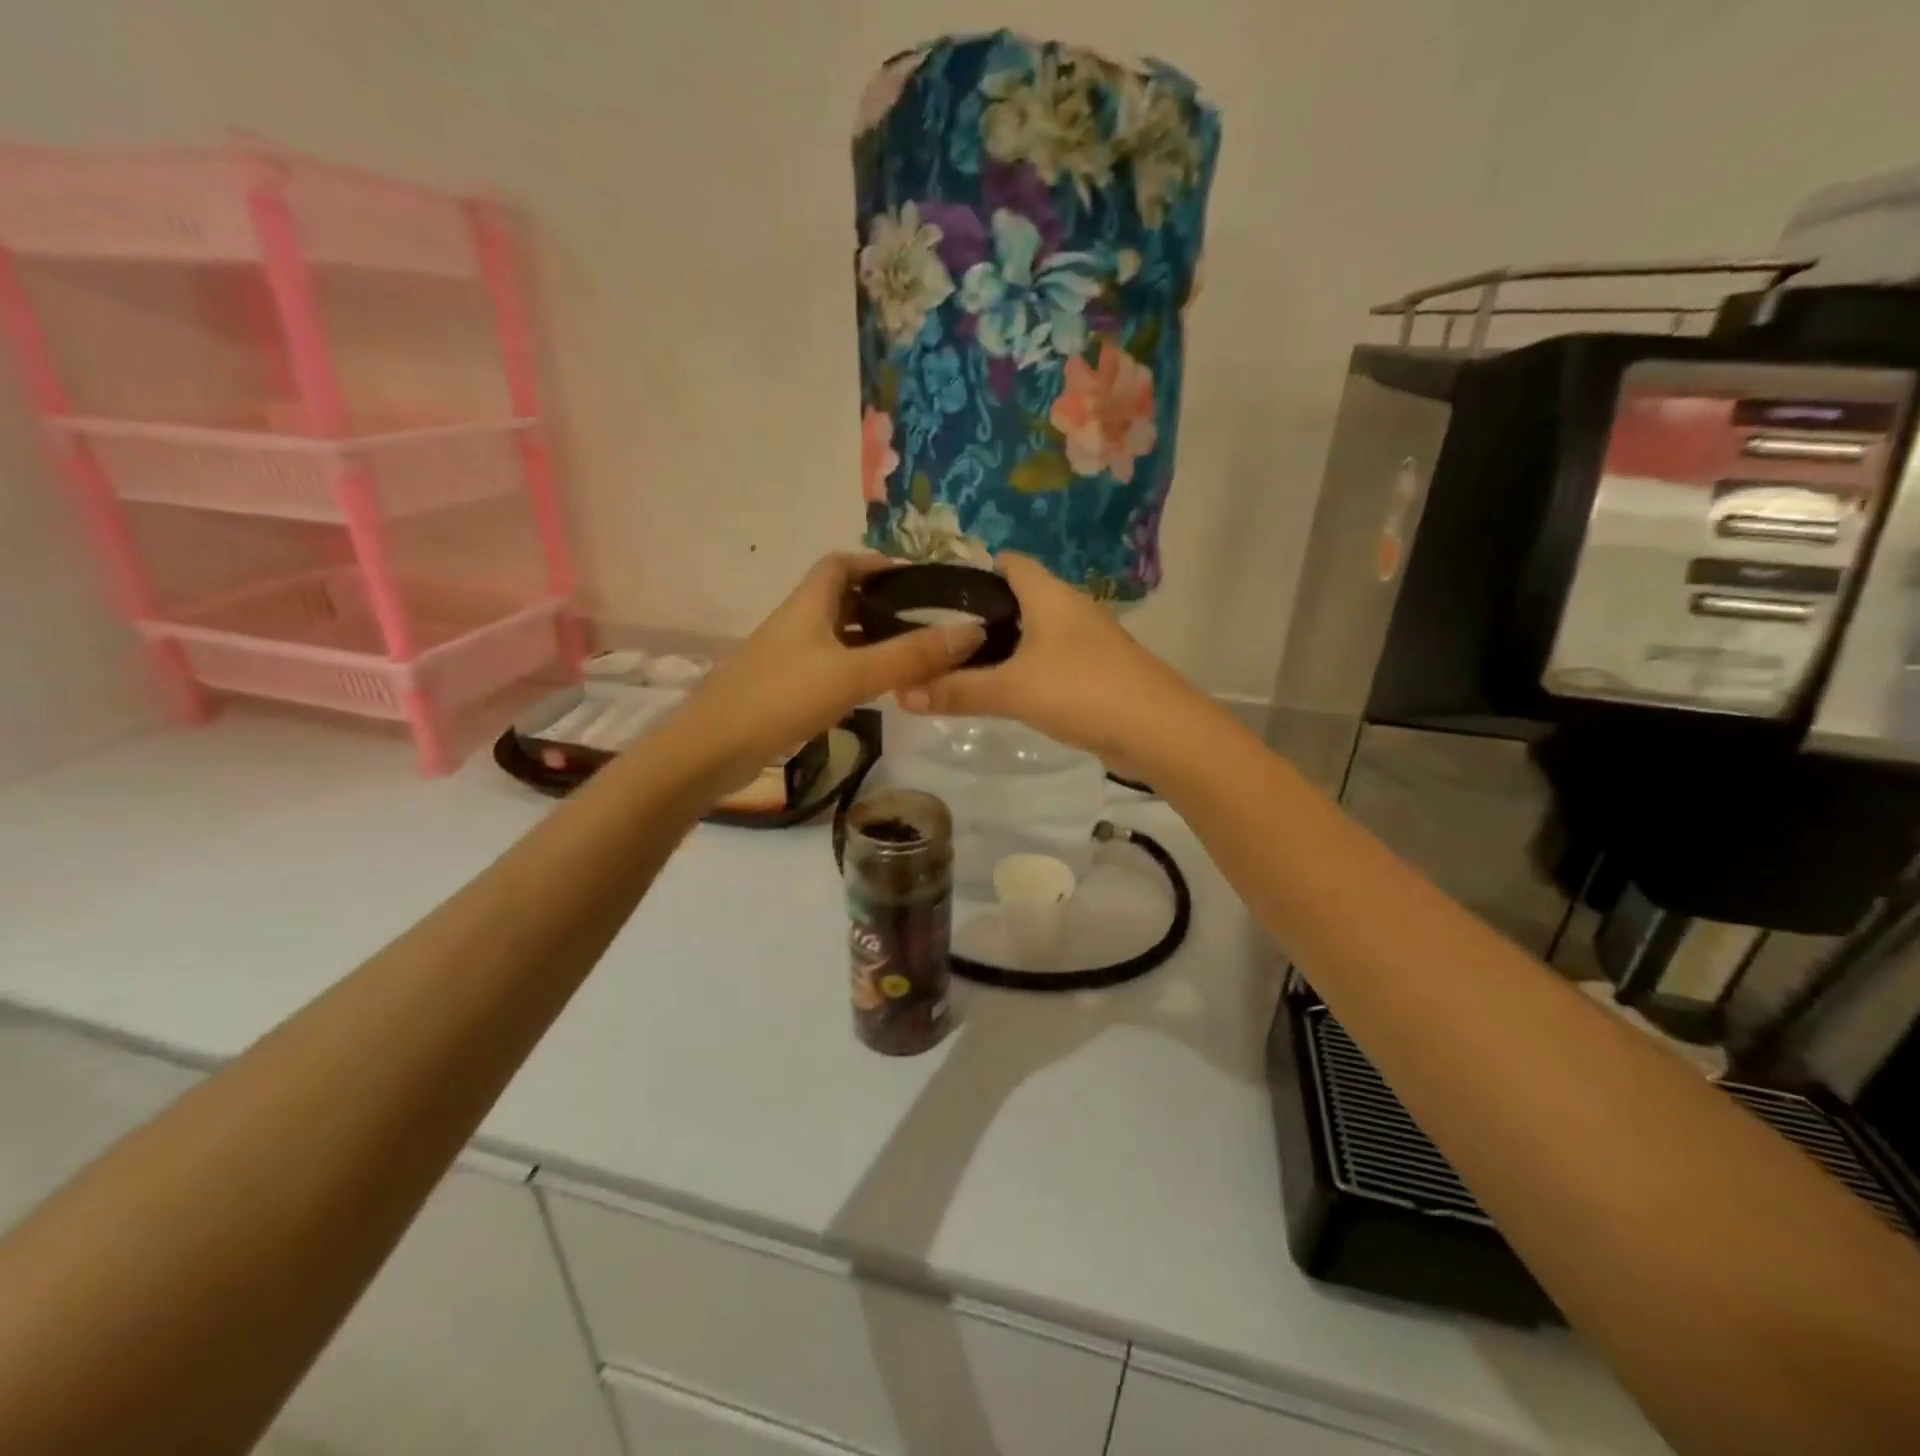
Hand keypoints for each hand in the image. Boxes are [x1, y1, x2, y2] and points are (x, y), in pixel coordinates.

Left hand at [673, 553, 984, 781]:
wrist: (711, 750)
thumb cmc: (781, 698)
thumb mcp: (853, 674)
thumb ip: (911, 655)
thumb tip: (972, 630)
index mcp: (808, 605)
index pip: (841, 564)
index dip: (877, 563)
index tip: (916, 579)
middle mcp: (795, 623)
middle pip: (839, 598)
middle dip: (880, 603)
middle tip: (925, 620)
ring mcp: (785, 657)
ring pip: (834, 635)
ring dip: (868, 638)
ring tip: (911, 653)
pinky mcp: (781, 689)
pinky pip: (826, 666)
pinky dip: (853, 668)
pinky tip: (874, 689)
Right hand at [896, 553, 1206, 773]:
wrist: (1158, 730)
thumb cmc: (1082, 691)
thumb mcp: (1012, 690)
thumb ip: (958, 690)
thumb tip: (901, 693)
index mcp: (1050, 596)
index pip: (1010, 563)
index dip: (975, 570)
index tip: (938, 593)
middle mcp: (1071, 609)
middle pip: (1021, 598)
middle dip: (983, 614)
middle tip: (939, 637)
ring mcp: (1089, 641)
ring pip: (1037, 632)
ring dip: (1006, 645)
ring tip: (964, 665)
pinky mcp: (1098, 672)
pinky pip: (1052, 660)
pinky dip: (1028, 669)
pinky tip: (1008, 692)